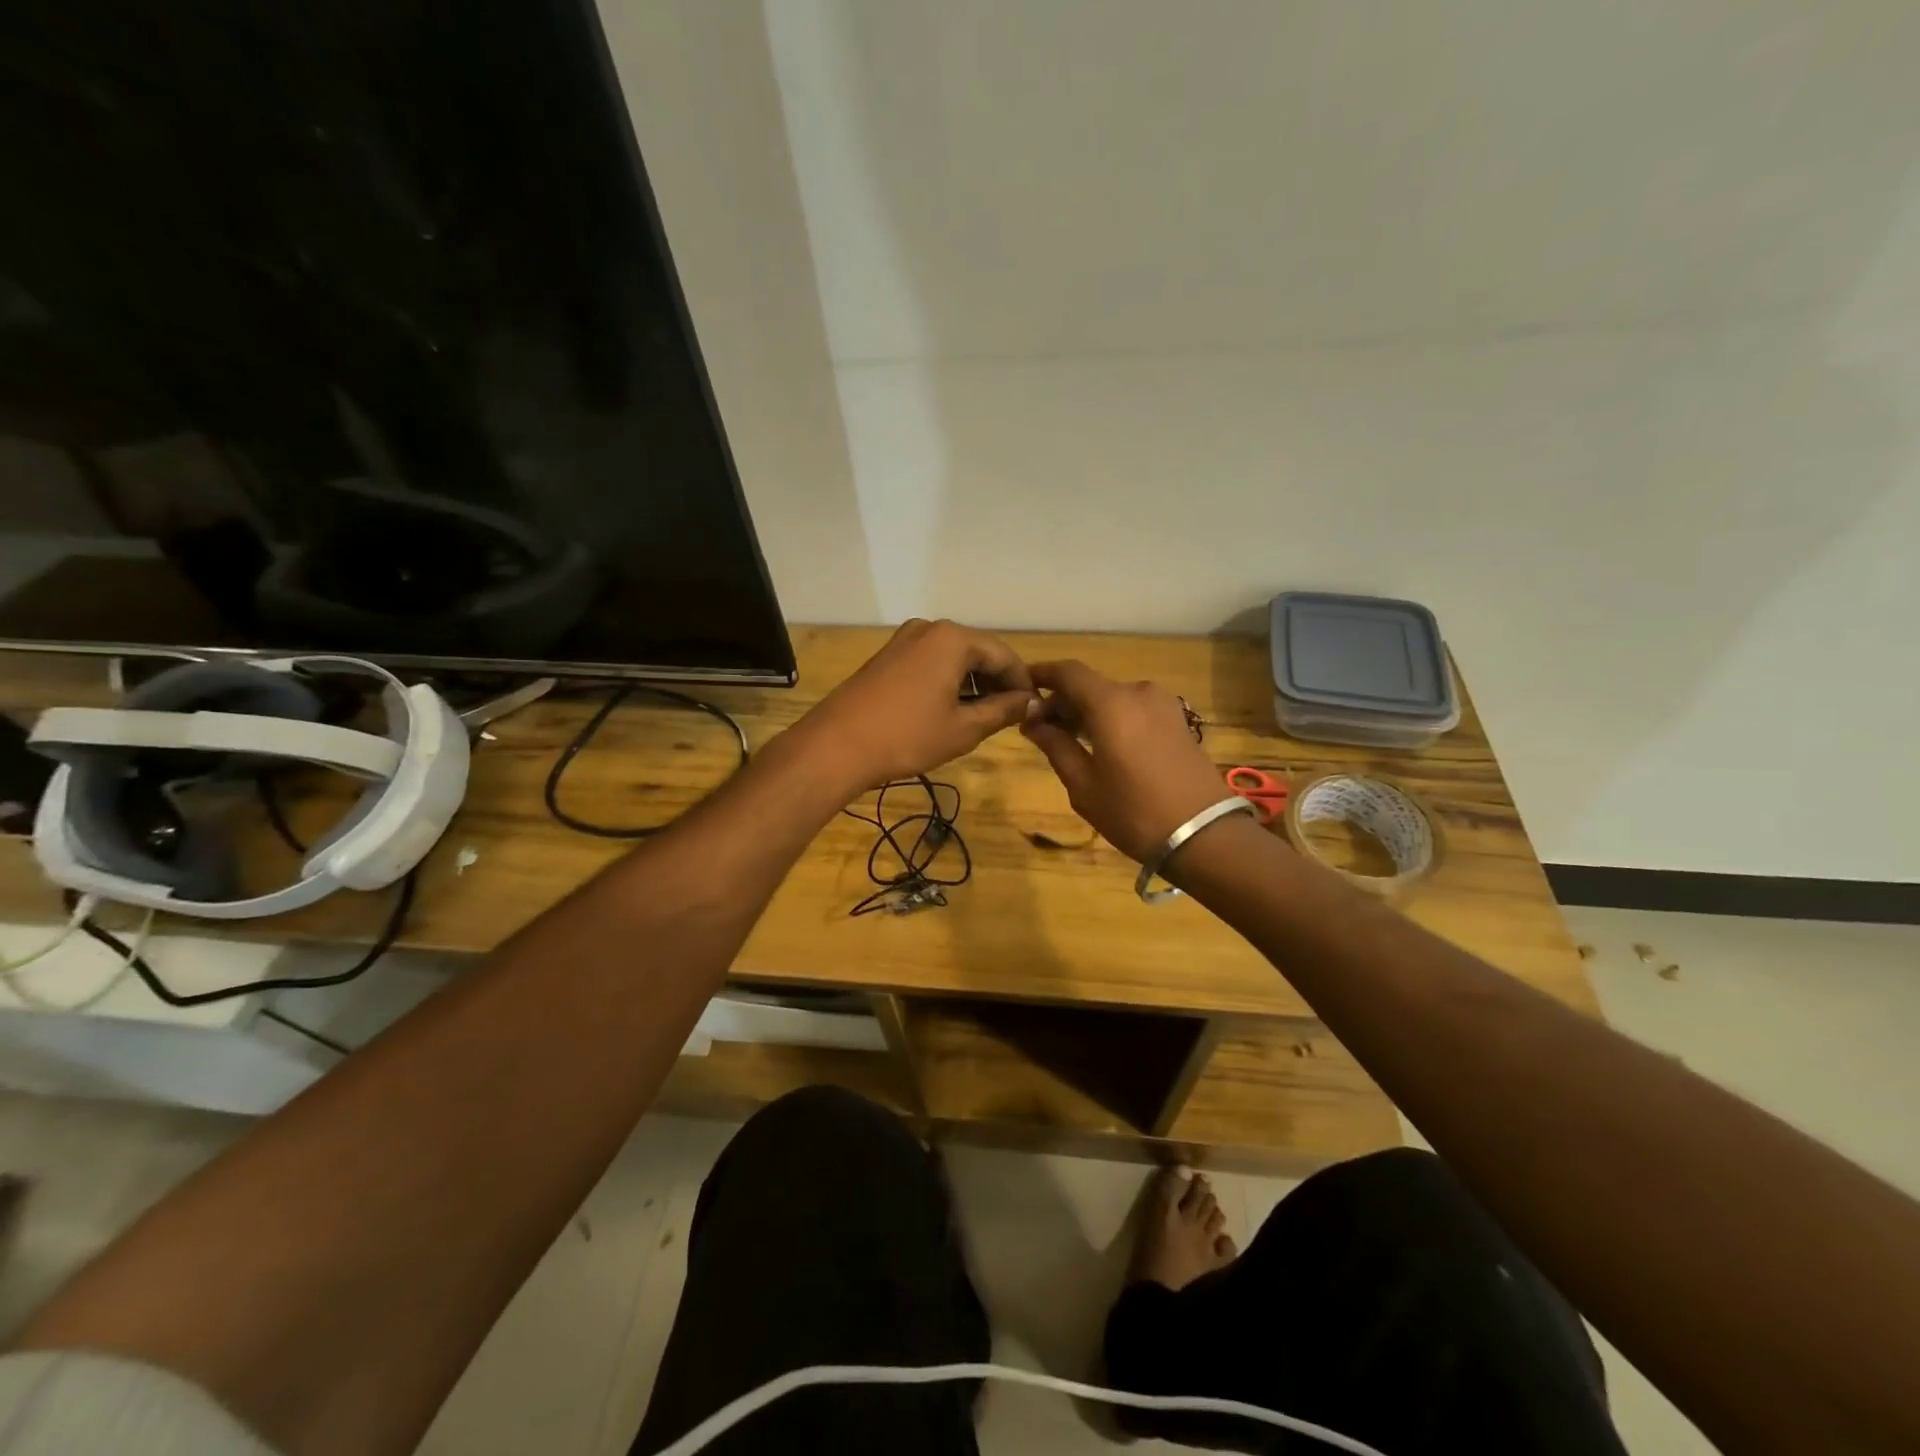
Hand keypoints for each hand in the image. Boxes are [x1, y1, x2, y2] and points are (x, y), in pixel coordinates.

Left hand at [790, 620, 1039, 791]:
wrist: (836, 746)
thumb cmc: (907, 737)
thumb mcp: (964, 728)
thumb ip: (1003, 711)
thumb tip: (1032, 703)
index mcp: (953, 638)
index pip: (1004, 655)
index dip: (1023, 683)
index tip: (1034, 710)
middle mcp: (929, 629)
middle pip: (978, 652)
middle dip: (997, 683)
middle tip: (1011, 717)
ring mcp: (904, 641)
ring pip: (953, 658)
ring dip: (973, 684)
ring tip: (983, 718)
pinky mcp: (887, 657)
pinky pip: (930, 663)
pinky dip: (948, 683)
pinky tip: (951, 711)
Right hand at [1022, 660, 1229, 861]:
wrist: (1204, 835)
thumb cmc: (1133, 812)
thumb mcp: (1083, 785)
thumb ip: (1056, 745)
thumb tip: (1032, 721)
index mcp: (1111, 703)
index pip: (1068, 672)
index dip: (1042, 674)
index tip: (1022, 686)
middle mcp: (1138, 692)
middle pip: (1091, 685)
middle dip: (1063, 701)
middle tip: (1041, 728)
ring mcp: (1163, 705)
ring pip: (1113, 698)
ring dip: (1088, 711)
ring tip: (1070, 741)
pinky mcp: (1178, 720)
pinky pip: (1134, 709)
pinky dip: (1112, 718)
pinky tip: (1102, 745)